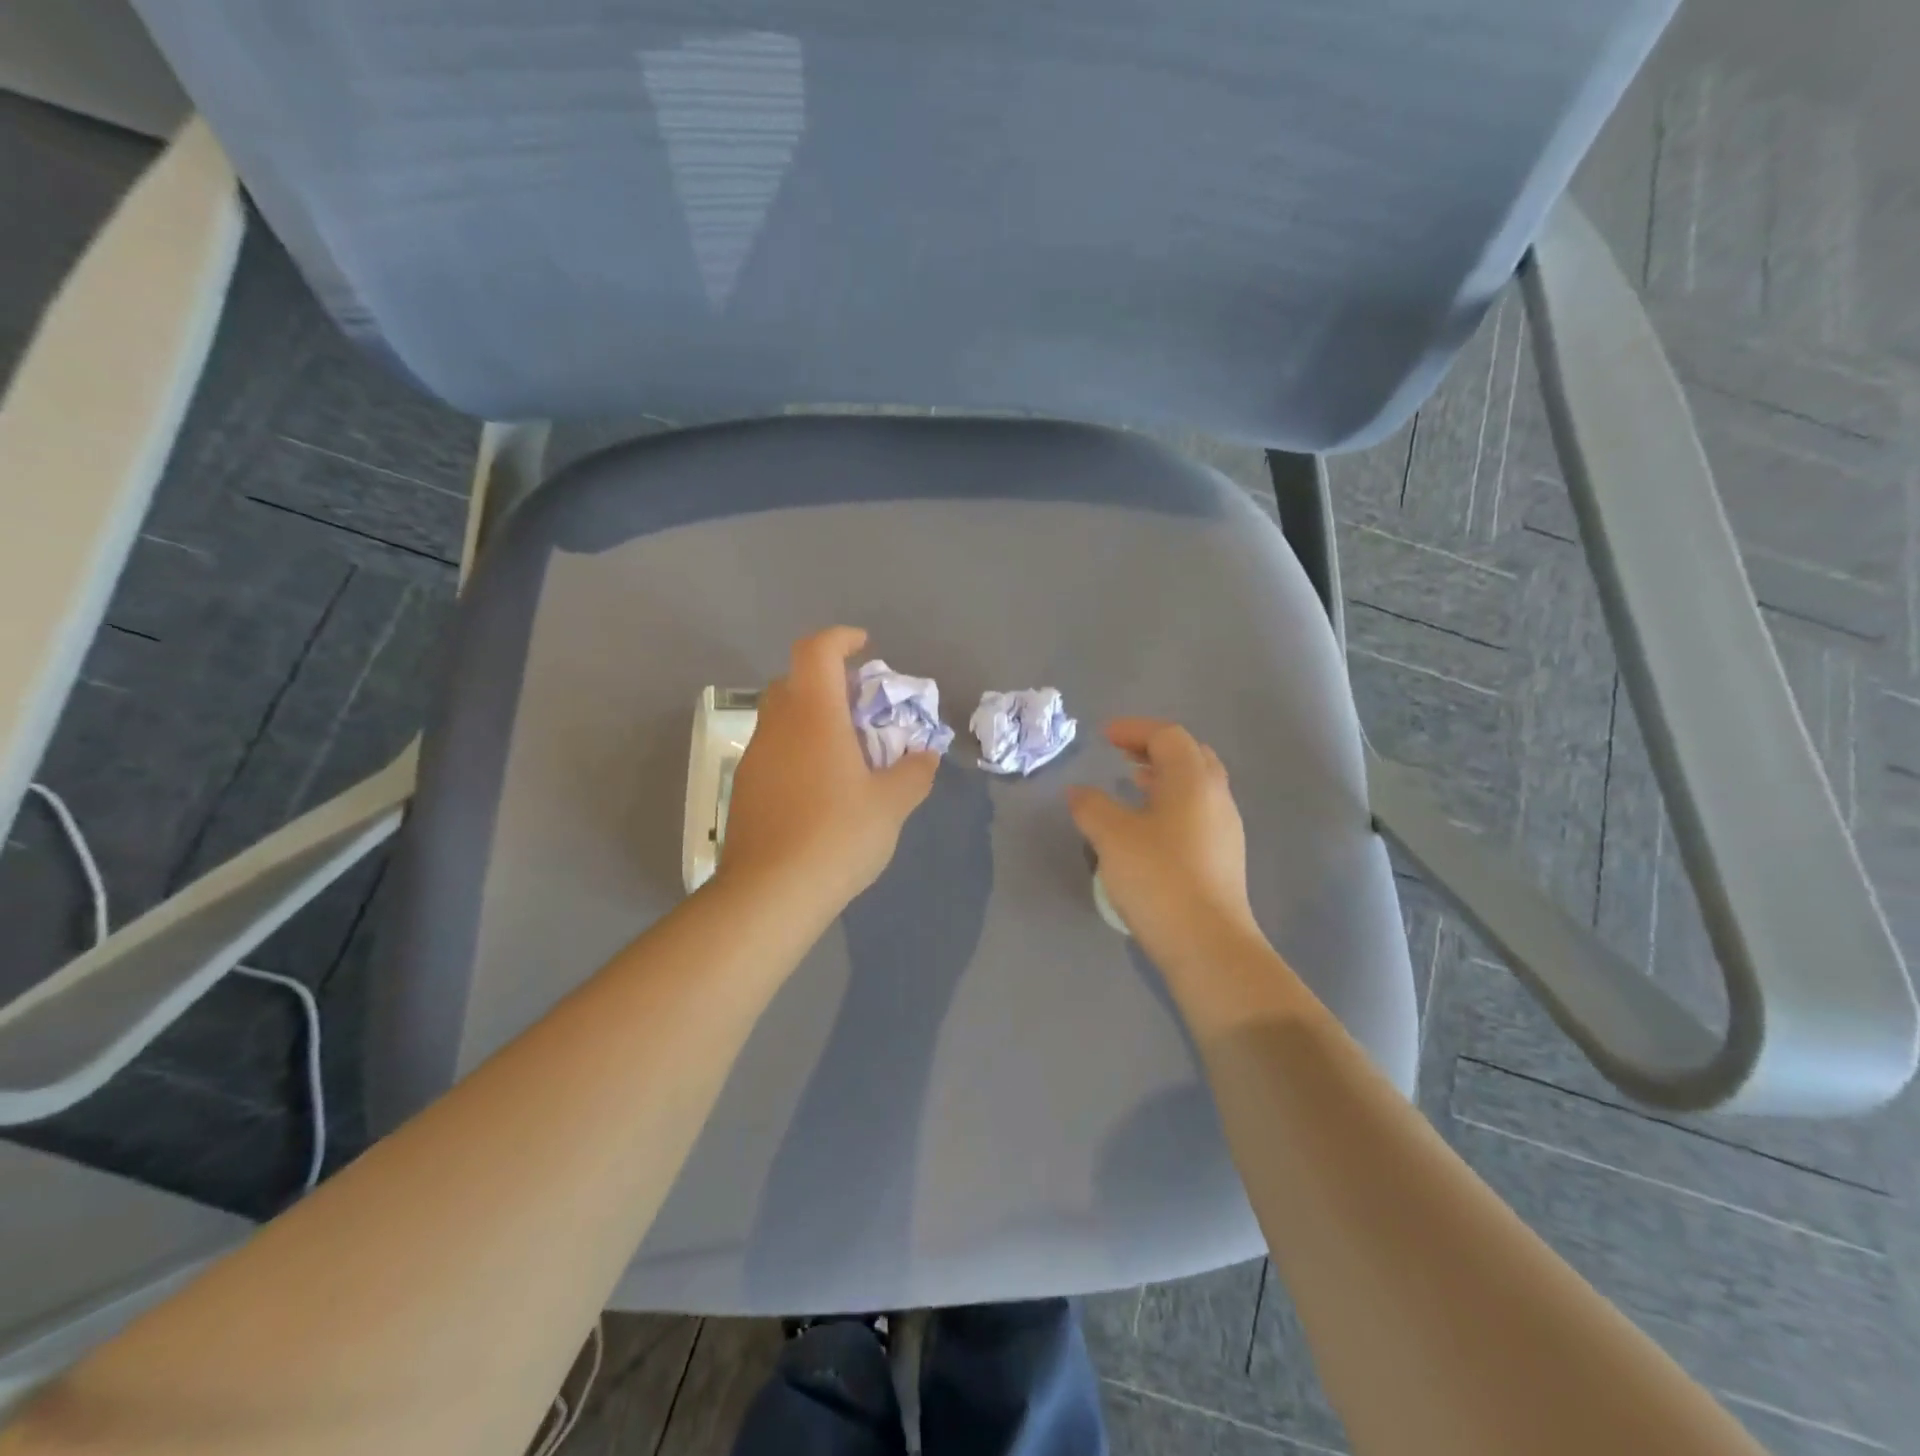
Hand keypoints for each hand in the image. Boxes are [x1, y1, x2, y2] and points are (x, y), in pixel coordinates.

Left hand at [717, 627, 939, 911]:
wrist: (771, 893)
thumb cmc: (837, 836)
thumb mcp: (891, 805)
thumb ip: (913, 773)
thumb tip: (926, 756)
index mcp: (814, 716)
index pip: (817, 651)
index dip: (840, 639)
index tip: (864, 647)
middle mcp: (778, 726)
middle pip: (795, 680)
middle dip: (828, 682)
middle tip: (860, 708)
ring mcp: (755, 758)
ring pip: (781, 717)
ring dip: (811, 719)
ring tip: (845, 752)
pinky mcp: (745, 789)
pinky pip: (774, 750)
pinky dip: (797, 750)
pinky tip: (820, 789)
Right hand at [1066, 719, 1259, 958]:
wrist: (1207, 944)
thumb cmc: (1158, 878)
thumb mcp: (1112, 837)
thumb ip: (1092, 806)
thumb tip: (1078, 792)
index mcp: (1193, 780)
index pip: (1168, 736)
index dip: (1134, 730)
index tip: (1104, 736)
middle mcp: (1216, 796)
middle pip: (1190, 755)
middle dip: (1154, 748)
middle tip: (1122, 754)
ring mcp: (1225, 828)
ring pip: (1196, 786)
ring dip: (1164, 777)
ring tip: (1132, 784)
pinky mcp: (1223, 857)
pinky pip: (1197, 812)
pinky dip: (1171, 803)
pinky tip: (1149, 825)